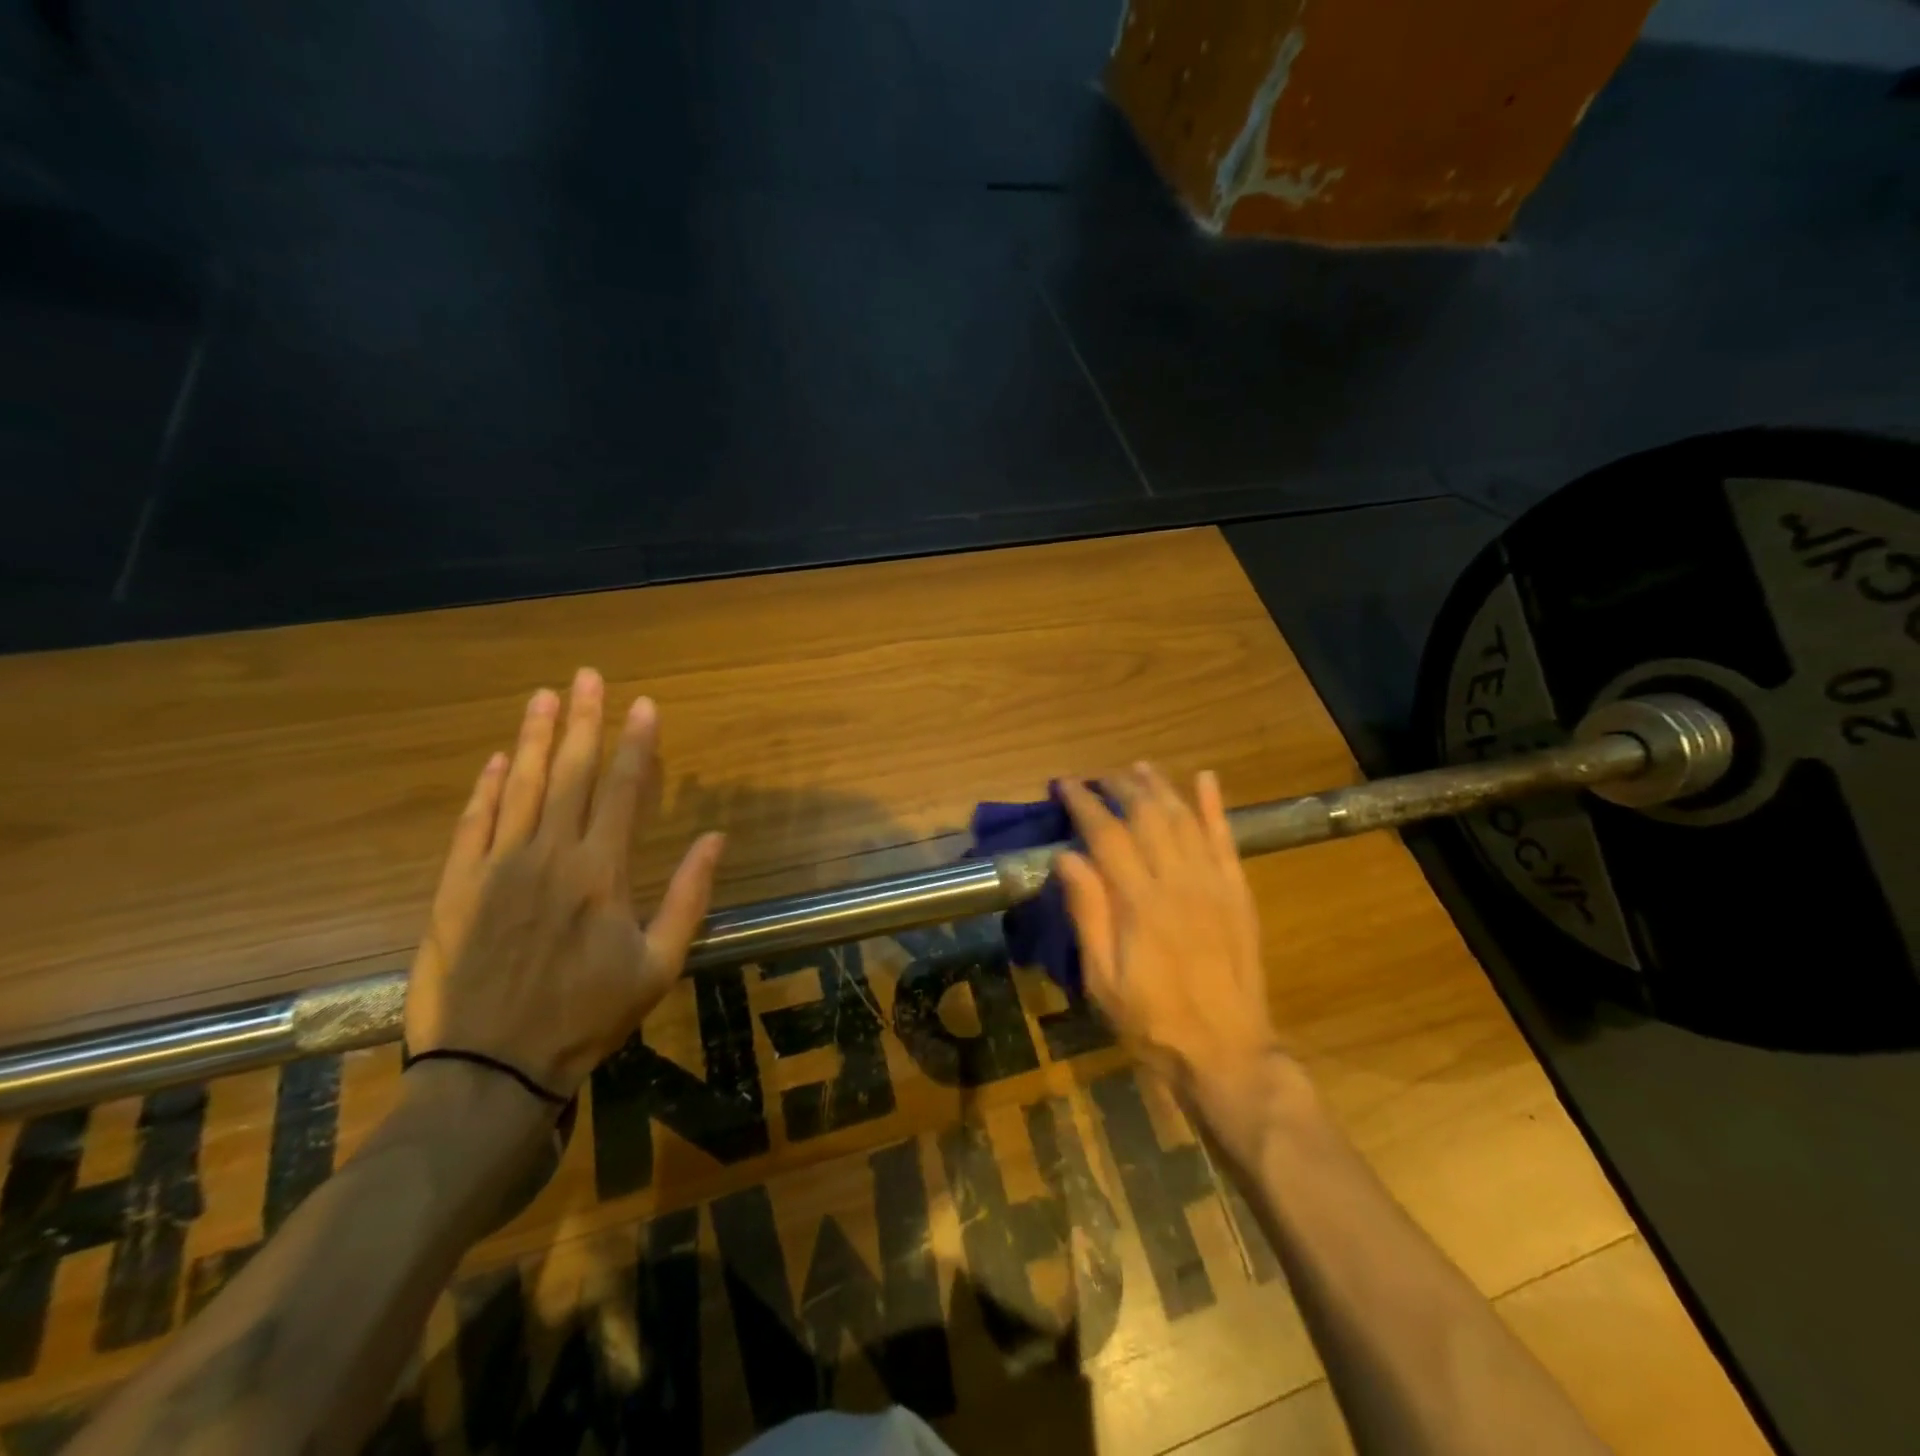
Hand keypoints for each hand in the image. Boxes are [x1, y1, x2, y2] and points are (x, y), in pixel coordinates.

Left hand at [405, 668, 726, 1100]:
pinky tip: (498, 759)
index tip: (644, 705)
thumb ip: (689, 896)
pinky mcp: (455, 888)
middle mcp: (549, 856)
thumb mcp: (659, 965)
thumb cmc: (587, 1016)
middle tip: (588, 676)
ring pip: (520, 787)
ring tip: (544, 696)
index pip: (621, 790)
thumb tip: (716, 838)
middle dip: (582, 721)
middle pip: (569, 774)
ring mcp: (496, 868)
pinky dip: (486, 789)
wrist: (491, 1070)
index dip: (635, 744)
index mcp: (601, 873)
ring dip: (535, 739)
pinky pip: (473, 825)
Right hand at [1056, 766, 1283, 1107]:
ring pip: (1185, 819)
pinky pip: (1227, 840)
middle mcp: (1178, 882)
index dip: (1085, 804)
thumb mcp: (1103, 979)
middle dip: (1120, 787)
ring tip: (1138, 768)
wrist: (1226, 1052)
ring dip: (1160, 787)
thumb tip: (1067, 857)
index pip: (1107, 834)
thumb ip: (1088, 914)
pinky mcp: (1238, 893)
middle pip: (1147, 816)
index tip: (1065, 785)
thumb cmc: (1153, 1021)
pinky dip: (1215, 807)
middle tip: (1098, 776)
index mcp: (1140, 903)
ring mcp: (1214, 884)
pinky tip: (1206, 779)